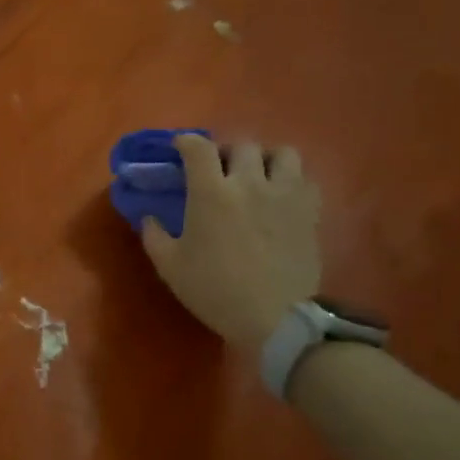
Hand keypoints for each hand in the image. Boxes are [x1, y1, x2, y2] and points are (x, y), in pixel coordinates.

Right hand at [141, 134, 321, 353]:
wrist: (274, 318)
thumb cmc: (215, 291)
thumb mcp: (170, 267)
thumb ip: (154, 236)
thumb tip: (149, 217)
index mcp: (211, 193)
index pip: (198, 148)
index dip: (187, 141)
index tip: (180, 148)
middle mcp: (249, 182)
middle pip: (242, 145)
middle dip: (226, 152)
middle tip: (219, 169)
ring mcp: (285, 194)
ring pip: (282, 153)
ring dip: (266, 159)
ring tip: (258, 175)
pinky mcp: (310, 210)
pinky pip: (305, 178)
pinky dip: (292, 180)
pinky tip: (282, 196)